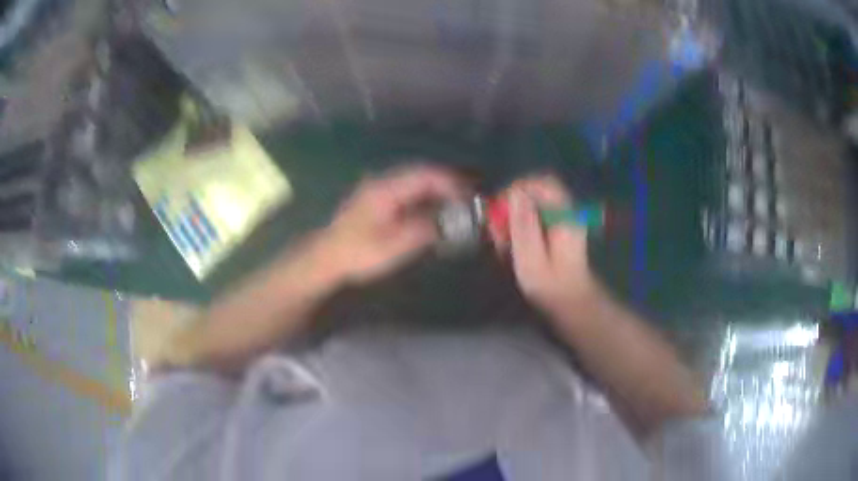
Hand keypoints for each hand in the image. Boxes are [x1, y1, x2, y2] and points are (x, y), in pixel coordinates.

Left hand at [314, 165, 463, 284]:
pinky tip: (431, 211)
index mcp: (387, 189)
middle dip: (447, 184)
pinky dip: (423, 198)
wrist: (327, 257)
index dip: (451, 183)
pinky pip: (406, 191)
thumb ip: (424, 230)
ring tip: (454, 205)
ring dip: (435, 190)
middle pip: (421, 174)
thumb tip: (449, 221)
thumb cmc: (359, 253)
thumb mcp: (395, 246)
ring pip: (414, 182)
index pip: (425, 175)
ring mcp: (378, 189)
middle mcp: (383, 182)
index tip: (469, 197)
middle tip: (467, 199)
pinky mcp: (375, 200)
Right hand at [503, 175, 598, 314]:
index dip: (519, 188)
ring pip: (532, 204)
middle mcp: (566, 211)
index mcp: (565, 216)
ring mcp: (562, 219)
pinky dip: (519, 227)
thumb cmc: (551, 286)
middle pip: (536, 192)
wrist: (570, 302)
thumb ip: (524, 224)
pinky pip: (534, 216)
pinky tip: (510, 246)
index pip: (544, 183)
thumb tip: (515, 193)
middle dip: (512, 206)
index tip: (501, 207)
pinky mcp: (556, 228)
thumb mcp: (532, 258)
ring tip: (502, 243)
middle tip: (498, 230)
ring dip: (512, 218)